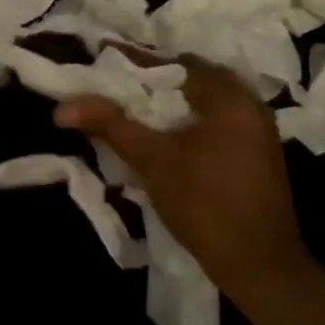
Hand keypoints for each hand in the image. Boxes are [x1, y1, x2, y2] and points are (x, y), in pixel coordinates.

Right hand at [55, 47, 308, 305]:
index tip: (104, 55)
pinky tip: (165, 132)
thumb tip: (63, 108)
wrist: (261, 269)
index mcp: (229, 97)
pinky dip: (189, 118)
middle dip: (154, 79)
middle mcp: (250, 105)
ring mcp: (259, 130)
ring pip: (205, 100)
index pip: (175, 63)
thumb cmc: (205, 206)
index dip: (136, 60)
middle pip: (192, 78)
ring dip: (172, 100)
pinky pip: (217, 120)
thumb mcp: (152, 161)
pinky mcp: (258, 153)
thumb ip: (110, 125)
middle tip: (116, 82)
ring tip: (134, 105)